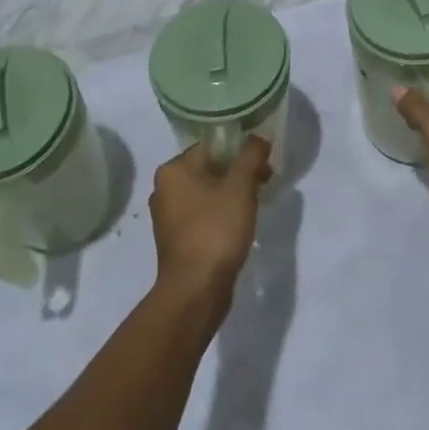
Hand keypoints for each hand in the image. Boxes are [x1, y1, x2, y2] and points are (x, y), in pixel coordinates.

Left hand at [149, 134, 270, 307]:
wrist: (195, 292)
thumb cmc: (216, 230)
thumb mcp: (240, 186)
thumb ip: (251, 155)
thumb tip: (258, 138)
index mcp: (173, 169)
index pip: (212, 145)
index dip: (241, 150)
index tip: (264, 162)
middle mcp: (164, 188)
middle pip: (210, 168)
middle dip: (238, 172)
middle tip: (264, 181)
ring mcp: (168, 216)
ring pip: (207, 192)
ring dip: (231, 194)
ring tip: (255, 204)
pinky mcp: (176, 240)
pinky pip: (203, 214)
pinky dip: (221, 214)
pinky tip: (239, 225)